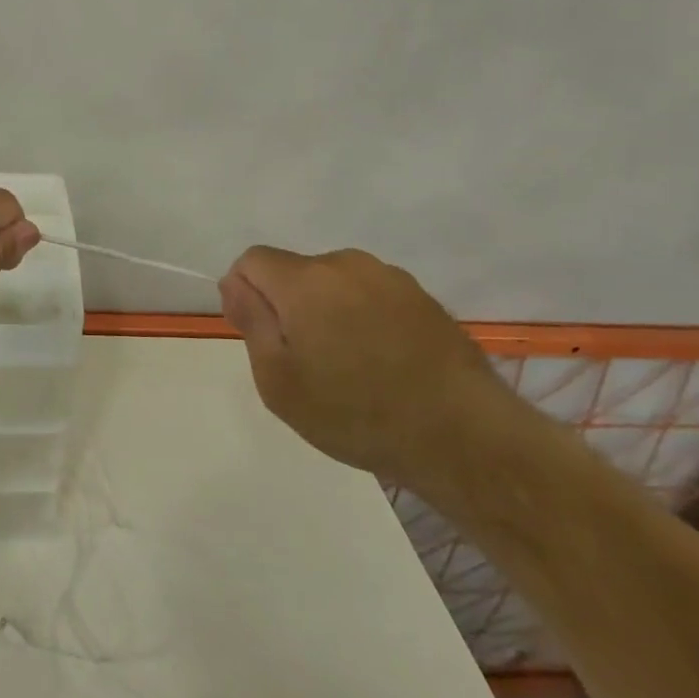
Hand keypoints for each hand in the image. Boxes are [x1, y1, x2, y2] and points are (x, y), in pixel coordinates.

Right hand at [218, 246, 523, 489]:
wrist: (465, 437)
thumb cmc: (356, 413)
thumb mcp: (279, 381)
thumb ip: (251, 321)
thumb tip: (233, 282)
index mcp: (305, 280)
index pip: (252, 260)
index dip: (245, 293)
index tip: (262, 337)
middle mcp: (346, 264)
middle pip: (295, 271)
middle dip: (288, 305)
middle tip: (306, 363)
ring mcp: (390, 278)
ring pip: (334, 283)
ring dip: (328, 310)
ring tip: (349, 367)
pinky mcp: (423, 297)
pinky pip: (371, 296)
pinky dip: (364, 318)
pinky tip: (383, 363)